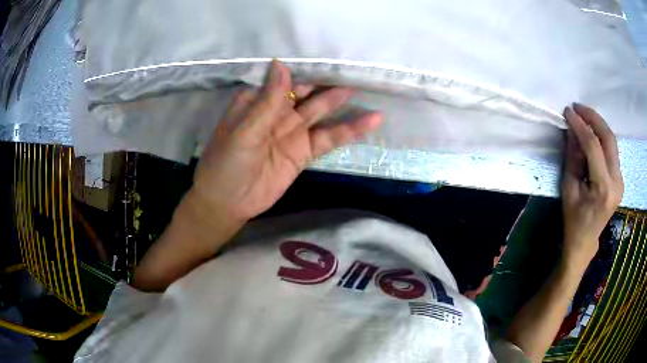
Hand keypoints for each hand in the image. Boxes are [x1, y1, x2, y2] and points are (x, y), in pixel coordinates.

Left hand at [192, 60, 382, 221]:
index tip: (330, 54)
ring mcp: (293, 131)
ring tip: (366, 87)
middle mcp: (277, 111)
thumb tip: (281, 64)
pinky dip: (349, 130)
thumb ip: (267, 100)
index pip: (285, 77)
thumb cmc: (227, 162)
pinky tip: (371, 121)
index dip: (307, 67)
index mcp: (258, 100)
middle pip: (307, 91)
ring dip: (341, 101)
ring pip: (321, 111)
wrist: (229, 203)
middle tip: (355, 68)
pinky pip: (329, 138)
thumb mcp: (245, 130)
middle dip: (328, 80)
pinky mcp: (304, 152)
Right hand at [561, 103, 622, 264]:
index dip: (580, 125)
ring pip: (612, 142)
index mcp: (603, 189)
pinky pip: (612, 150)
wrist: (585, 240)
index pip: (593, 147)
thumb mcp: (568, 189)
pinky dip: (602, 136)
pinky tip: (592, 131)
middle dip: (593, 118)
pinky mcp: (620, 178)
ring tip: (584, 115)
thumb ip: (572, 158)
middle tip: (578, 107)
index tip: (568, 111)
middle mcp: (616, 182)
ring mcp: (620, 180)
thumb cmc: (573, 219)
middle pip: (609, 139)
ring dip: (598, 124)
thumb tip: (571, 130)